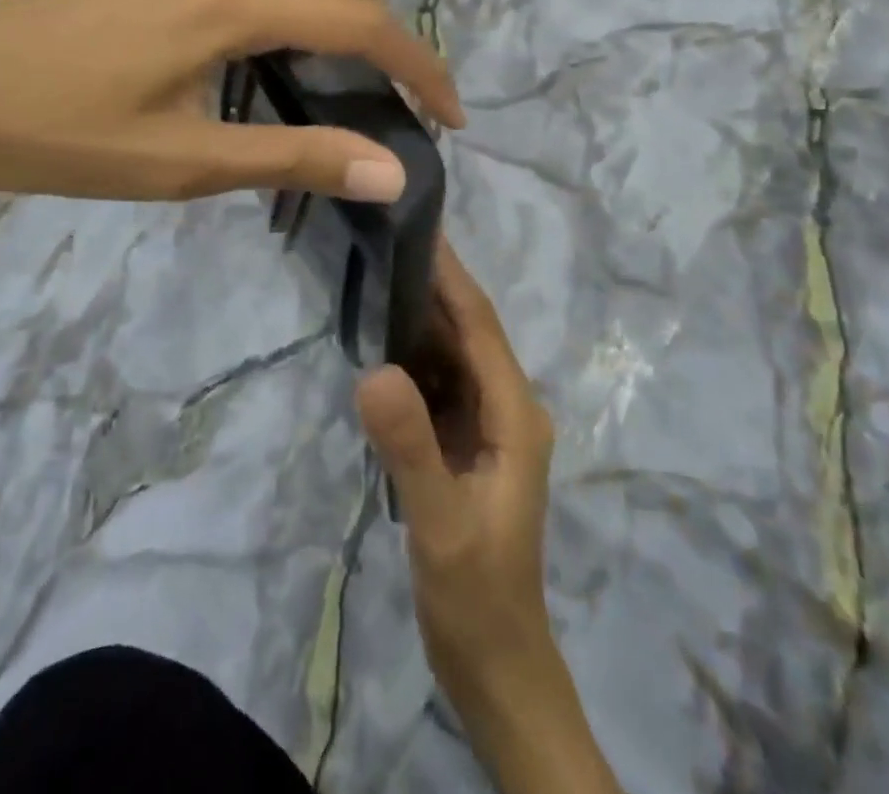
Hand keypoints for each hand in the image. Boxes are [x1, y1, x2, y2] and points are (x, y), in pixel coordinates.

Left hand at [0, 0, 464, 203]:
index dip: (418, 68)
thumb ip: (295, 157)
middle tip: (385, 79)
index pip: (360, 26)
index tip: (449, 115)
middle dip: (380, 20)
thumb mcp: (187, 163)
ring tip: (333, 8)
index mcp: (236, 7)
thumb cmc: (63, 138)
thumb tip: (392, 171)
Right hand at [357, 238, 557, 708]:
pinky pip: (437, 384)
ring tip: (374, 274)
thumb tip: (374, 368)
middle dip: (431, 286)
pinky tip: (378, 345)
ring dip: (418, 318)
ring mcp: (485, 425)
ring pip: (451, 355)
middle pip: (467, 332)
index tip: (420, 226)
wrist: (495, 664)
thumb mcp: (441, 523)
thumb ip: (410, 447)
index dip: (451, 276)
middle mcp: (506, 407)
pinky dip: (411, 358)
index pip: (480, 326)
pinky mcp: (464, 443)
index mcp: (514, 413)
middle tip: (382, 238)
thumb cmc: (477, 594)